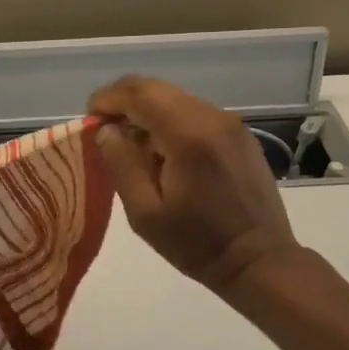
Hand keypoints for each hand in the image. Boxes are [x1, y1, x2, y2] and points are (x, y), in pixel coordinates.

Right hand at [88, 76, 300, 296]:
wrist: (259, 260)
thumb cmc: (196, 243)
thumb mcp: (145, 212)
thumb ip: (122, 164)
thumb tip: (107, 130)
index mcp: (187, 135)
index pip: (139, 93)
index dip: (107, 98)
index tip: (90, 118)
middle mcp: (212, 118)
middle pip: (157, 88)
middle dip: (124, 101)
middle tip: (104, 128)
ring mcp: (230, 124)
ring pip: (175, 98)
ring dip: (146, 111)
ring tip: (130, 144)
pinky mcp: (239, 135)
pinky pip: (194, 113)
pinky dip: (169, 120)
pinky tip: (161, 152)